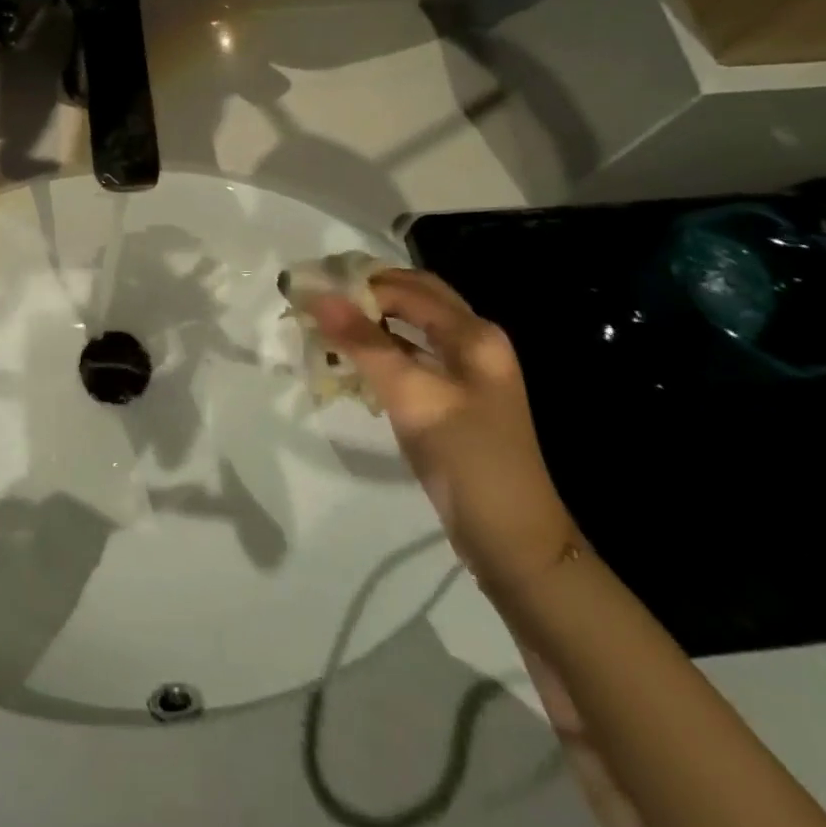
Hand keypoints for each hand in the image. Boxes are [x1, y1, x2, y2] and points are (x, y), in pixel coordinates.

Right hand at [307, 269, 577, 592]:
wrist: (514, 543)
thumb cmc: (469, 461)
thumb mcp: (414, 398)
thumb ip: (365, 344)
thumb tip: (317, 295)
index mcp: (474, 334)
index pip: (406, 288)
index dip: (358, 283)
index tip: (311, 288)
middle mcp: (473, 341)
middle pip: (412, 298)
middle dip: (365, 293)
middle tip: (318, 298)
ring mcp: (464, 371)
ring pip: (409, 326)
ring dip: (369, 320)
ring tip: (324, 323)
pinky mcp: (451, 397)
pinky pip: (409, 355)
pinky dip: (378, 349)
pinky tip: (348, 358)